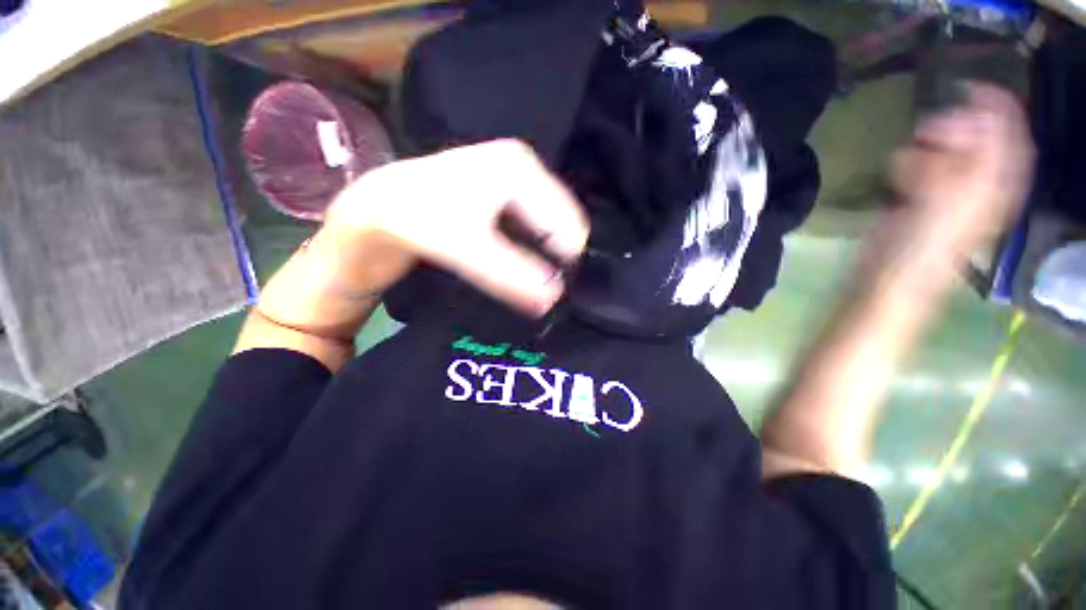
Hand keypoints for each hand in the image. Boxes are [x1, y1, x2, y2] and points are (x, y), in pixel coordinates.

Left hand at [325, 140, 588, 315]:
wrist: (380, 207)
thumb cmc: (418, 220)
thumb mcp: (466, 249)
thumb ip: (511, 275)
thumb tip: (553, 298)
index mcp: (521, 170)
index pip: (569, 224)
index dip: (564, 262)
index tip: (554, 292)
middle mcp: (525, 168)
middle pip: (563, 225)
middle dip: (556, 258)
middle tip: (543, 289)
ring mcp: (517, 180)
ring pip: (551, 229)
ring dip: (546, 257)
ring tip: (531, 280)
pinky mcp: (508, 196)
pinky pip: (537, 229)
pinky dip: (535, 251)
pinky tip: (521, 265)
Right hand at [884, 83, 1033, 280]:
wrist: (891, 277)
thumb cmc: (923, 248)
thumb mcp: (950, 204)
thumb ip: (965, 163)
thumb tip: (966, 122)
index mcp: (996, 186)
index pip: (1011, 138)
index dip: (998, 109)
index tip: (972, 88)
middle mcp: (980, 184)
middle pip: (980, 139)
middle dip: (956, 128)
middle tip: (929, 132)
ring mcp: (950, 191)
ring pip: (949, 150)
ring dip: (929, 147)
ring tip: (912, 158)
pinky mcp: (921, 198)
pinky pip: (922, 165)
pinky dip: (908, 164)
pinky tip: (898, 177)